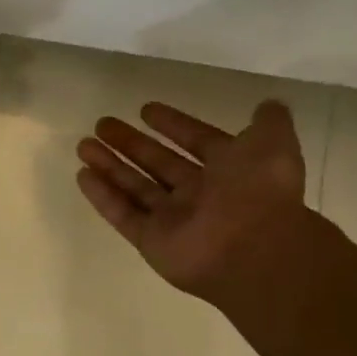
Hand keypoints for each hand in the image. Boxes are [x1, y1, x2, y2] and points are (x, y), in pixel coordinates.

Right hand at [76, 99, 305, 300]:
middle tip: (101, 124)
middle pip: (157, 163)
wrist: (254, 250)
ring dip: (109, 165)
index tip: (145, 109)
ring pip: (135, 186)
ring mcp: (173, 219)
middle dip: (130, 143)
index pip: (195, 141)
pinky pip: (123, 214)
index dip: (172, 125)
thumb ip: (269, 122)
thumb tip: (268, 105)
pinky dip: (103, 196)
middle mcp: (199, 194)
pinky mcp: (151, 240)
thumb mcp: (273, 144)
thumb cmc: (260, 192)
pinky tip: (82, 175)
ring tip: (83, 145)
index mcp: (229, 170)